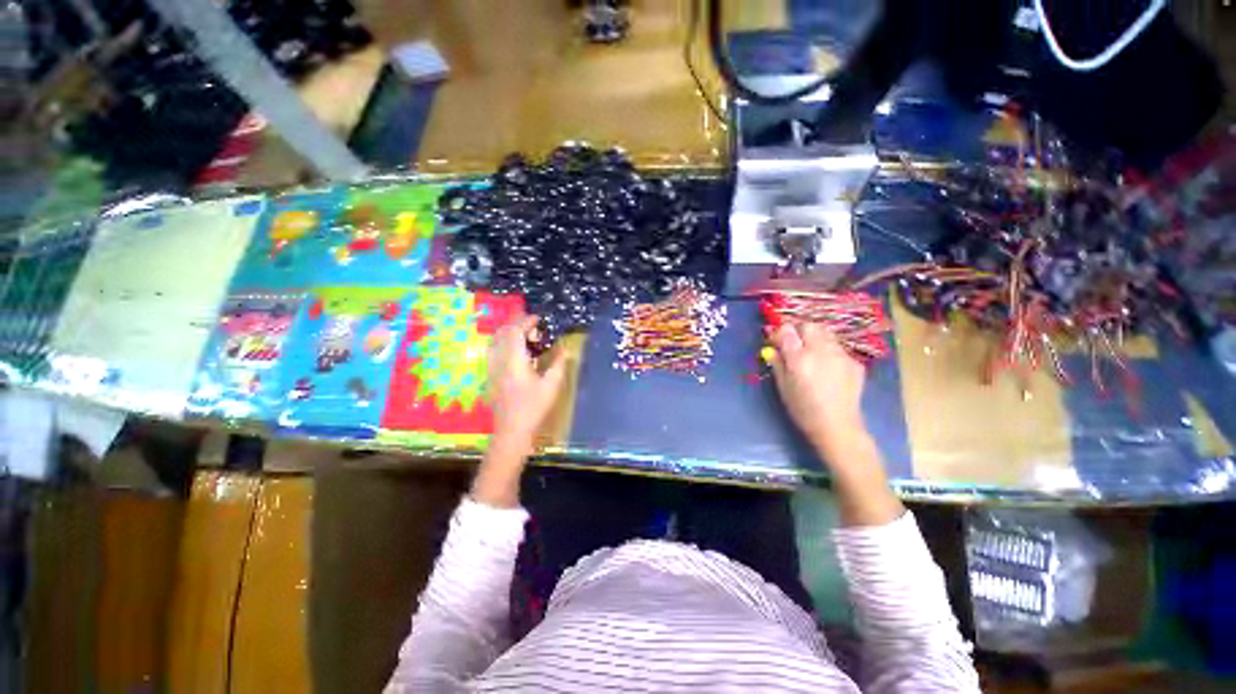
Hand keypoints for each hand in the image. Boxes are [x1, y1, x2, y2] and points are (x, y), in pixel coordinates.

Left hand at [473, 315, 568, 507]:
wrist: (511, 432)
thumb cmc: (533, 408)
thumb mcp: (552, 385)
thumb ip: (559, 363)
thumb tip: (564, 348)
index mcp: (513, 360)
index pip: (515, 331)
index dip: (526, 321)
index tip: (539, 320)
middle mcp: (498, 361)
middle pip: (502, 333)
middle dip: (517, 325)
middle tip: (535, 329)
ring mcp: (492, 369)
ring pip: (496, 342)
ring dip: (510, 334)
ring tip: (527, 340)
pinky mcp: (490, 377)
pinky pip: (494, 352)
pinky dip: (505, 345)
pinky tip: (518, 355)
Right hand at [768, 322, 866, 455]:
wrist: (837, 426)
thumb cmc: (803, 409)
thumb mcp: (783, 387)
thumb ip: (777, 364)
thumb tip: (771, 349)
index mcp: (799, 358)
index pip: (787, 331)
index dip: (779, 333)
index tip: (776, 342)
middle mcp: (820, 351)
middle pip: (809, 326)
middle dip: (799, 331)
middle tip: (795, 344)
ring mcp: (840, 355)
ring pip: (826, 334)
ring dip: (815, 339)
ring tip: (812, 355)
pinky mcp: (854, 362)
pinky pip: (838, 348)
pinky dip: (829, 351)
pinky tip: (827, 368)